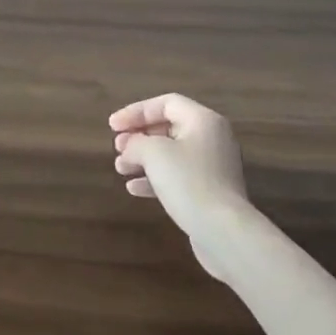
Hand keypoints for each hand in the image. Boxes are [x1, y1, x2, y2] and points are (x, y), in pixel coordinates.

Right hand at [110, 93, 252, 282]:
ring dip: (143, 159)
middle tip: (117, 147)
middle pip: (168, 127)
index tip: (113, 126)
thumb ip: (136, 142)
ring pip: (171, 154)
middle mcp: (212, 138)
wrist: (223, 231)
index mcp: (203, 120)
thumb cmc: (188, 181)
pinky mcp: (210, 191)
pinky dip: (155, 178)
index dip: (136, 111)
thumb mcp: (154, 153)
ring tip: (120, 168)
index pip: (165, 103)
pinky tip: (134, 189)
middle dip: (139, 136)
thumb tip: (130, 147)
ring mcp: (213, 166)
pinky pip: (178, 176)